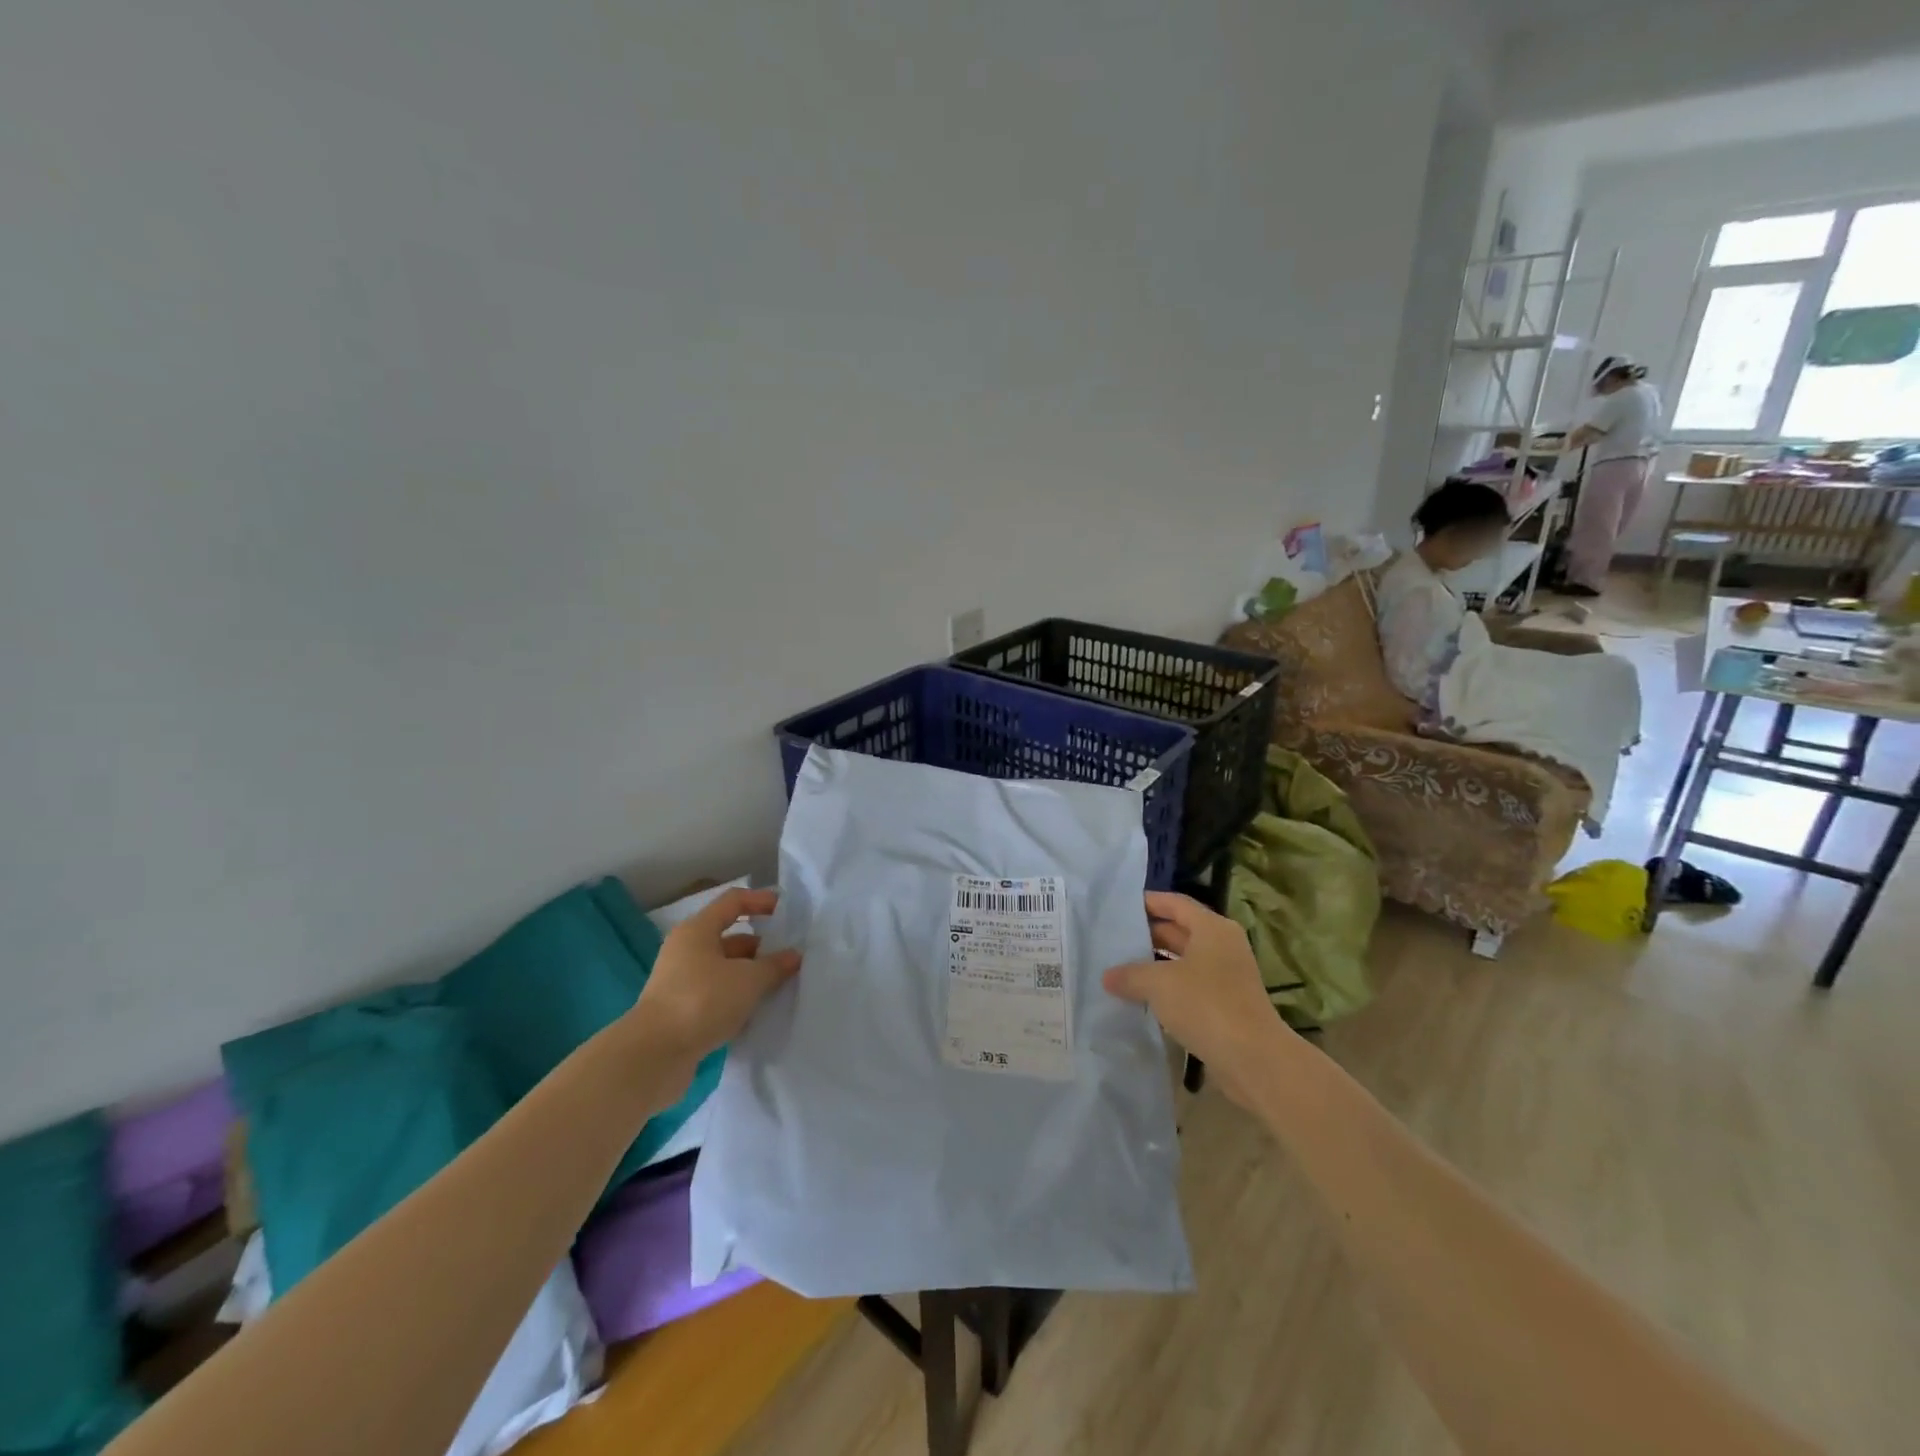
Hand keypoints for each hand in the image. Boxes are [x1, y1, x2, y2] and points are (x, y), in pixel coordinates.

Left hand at [626, 888, 799, 1066]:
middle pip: (730, 937)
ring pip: (724, 969)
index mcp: (697, 930)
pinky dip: (737, 998)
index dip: (761, 901)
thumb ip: (774, 965)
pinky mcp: (681, 1011)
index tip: (787, 911)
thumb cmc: (702, 1001)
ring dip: (750, 975)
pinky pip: (716, 994)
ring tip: (780, 986)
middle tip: (790, 958)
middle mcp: (686, 950)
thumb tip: (793, 956)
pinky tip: (757, 1011)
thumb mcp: (748, 980)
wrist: (654, 1056)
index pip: (733, 902)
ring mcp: (681, 982)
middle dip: (761, 946)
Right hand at [1102, 892, 1296, 1103]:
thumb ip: (1130, 975)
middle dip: (1148, 935)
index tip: (1120, 907)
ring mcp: (1226, 977)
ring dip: (1156, 964)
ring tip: (1121, 968)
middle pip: (1180, 931)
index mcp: (1212, 928)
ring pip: (1184, 961)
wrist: (1253, 1059)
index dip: (1148, 902)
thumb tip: (1107, 976)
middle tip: (1114, 939)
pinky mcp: (1226, 1005)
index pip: (1175, 903)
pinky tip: (1142, 998)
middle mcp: (1222, 946)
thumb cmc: (1206, 1005)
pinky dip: (1168, 989)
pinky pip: (1190, 986)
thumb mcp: (1158, 984)